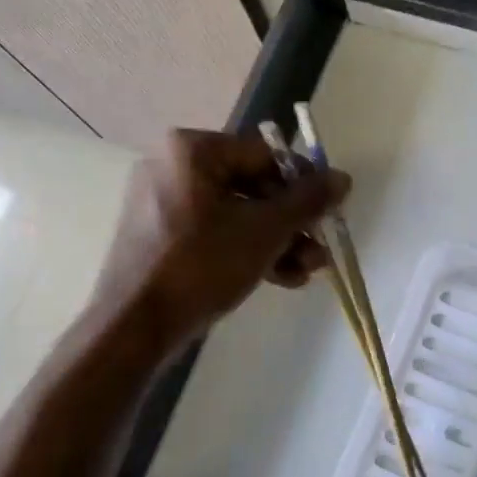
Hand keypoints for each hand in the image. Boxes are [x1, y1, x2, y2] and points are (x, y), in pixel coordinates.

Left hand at [93, 129, 348, 347]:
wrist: (134, 327)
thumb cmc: (202, 264)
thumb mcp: (265, 230)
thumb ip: (307, 201)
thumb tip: (342, 177)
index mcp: (192, 150)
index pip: (265, 155)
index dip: (303, 184)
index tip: (327, 213)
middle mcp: (173, 166)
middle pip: (251, 186)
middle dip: (291, 223)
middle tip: (318, 250)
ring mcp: (162, 203)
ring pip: (235, 214)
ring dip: (276, 241)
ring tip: (306, 272)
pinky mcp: (160, 237)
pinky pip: (213, 233)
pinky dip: (246, 250)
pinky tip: (280, 279)